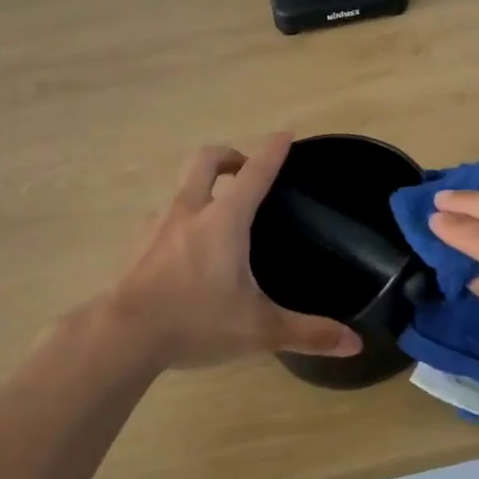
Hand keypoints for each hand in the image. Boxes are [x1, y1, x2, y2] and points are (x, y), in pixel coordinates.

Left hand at [109, 135, 362, 370]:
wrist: (122, 337)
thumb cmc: (196, 322)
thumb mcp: (259, 330)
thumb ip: (308, 333)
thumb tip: (355, 344)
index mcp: (224, 220)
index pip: (255, 173)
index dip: (273, 151)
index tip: (285, 135)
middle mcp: (189, 211)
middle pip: (204, 161)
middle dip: (227, 156)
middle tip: (243, 170)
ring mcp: (156, 226)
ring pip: (180, 190)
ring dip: (199, 191)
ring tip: (215, 220)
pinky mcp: (136, 246)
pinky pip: (161, 220)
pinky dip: (178, 222)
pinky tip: (183, 253)